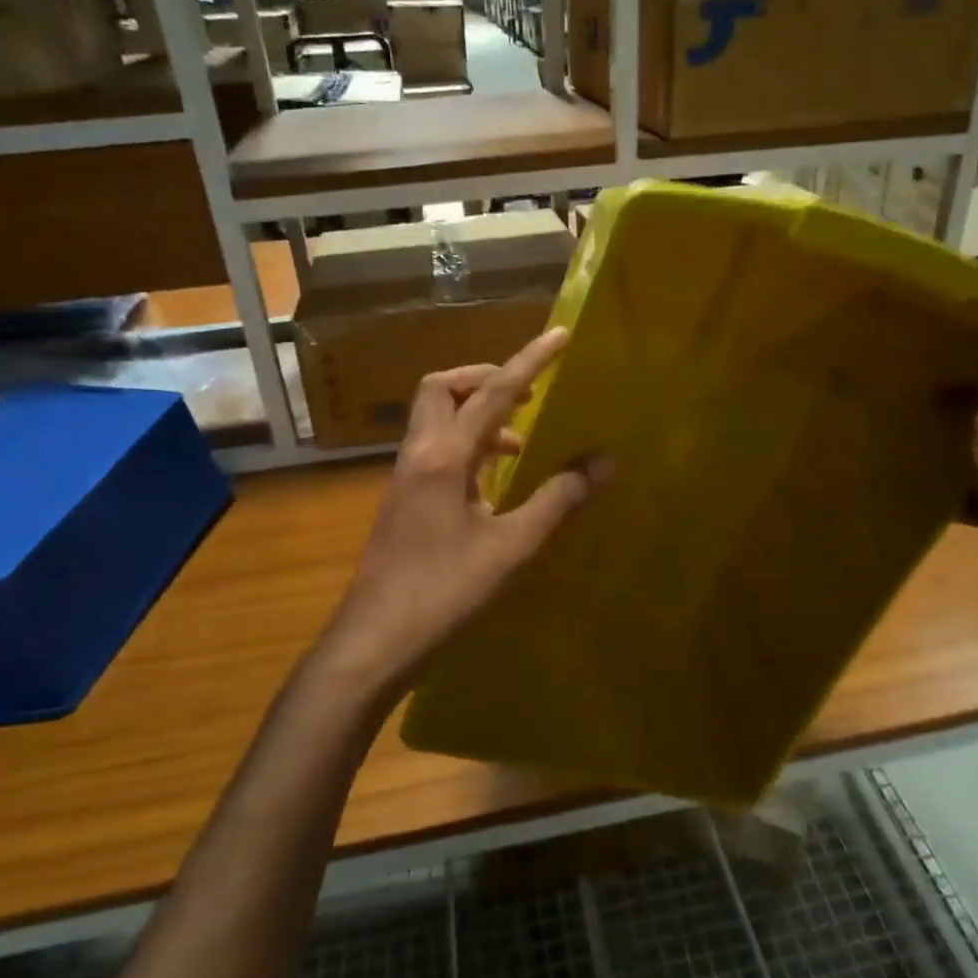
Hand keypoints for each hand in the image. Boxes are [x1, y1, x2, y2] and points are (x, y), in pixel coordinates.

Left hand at [315, 328, 606, 697]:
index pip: (492, 392)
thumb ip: (558, 500)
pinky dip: (466, 448)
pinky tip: (491, 486)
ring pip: (435, 420)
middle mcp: (418, 455)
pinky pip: (434, 451)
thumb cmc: (444, 593)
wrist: (373, 642)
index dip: (529, 361)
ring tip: (519, 443)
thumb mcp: (511, 548)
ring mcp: (404, 478)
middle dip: (484, 378)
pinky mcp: (402, 502)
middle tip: (526, 395)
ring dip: (476, 416)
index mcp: (444, 456)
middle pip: (442, 389)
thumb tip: (604, 461)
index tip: (560, 336)